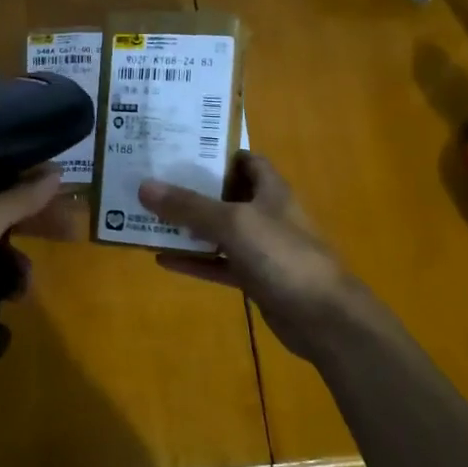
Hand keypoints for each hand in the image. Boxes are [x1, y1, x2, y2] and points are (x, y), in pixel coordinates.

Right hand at [137, 152, 381, 365]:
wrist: (323, 317)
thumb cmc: (282, 256)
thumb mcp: (232, 223)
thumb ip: (189, 206)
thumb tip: (144, 186)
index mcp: (270, 191)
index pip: (246, 161)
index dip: (217, 153)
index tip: (181, 149)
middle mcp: (266, 215)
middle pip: (226, 195)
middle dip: (193, 189)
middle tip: (153, 182)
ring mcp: (261, 249)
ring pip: (218, 232)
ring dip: (188, 228)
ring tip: (150, 218)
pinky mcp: (254, 279)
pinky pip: (217, 265)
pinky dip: (194, 262)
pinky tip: (162, 260)